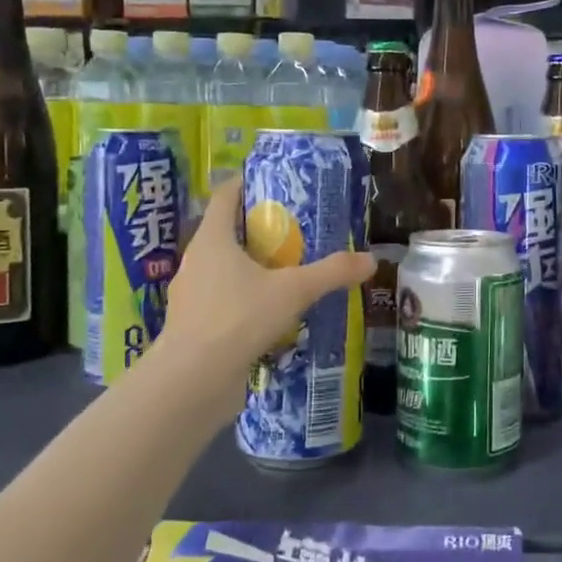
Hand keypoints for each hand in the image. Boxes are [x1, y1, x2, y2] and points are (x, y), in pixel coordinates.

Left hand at [162, 178, 375, 378]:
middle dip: (258, 229)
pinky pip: (222, 301)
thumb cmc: (238, 318)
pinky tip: (270, 314)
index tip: (274, 181)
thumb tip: (371, 260)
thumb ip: (332, 273)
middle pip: (226, 232)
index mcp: (212, 239)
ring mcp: (191, 295)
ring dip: (251, 267)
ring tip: (286, 272)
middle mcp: (196, 261)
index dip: (247, 183)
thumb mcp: (294, 291)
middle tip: (295, 229)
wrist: (193, 381)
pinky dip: (244, 300)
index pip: (226, 196)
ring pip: (223, 269)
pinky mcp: (194, 326)